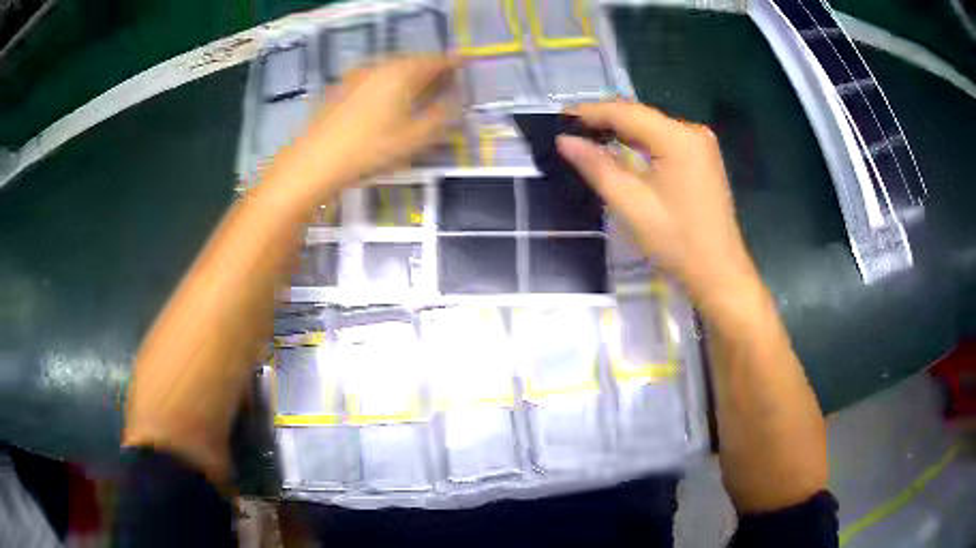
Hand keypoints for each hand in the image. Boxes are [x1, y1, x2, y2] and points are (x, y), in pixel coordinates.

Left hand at [269, 56, 458, 202]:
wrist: (315, 160)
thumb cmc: (370, 149)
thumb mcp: (414, 138)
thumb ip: (440, 117)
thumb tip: (454, 102)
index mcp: (403, 73)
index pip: (437, 61)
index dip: (454, 63)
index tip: (466, 65)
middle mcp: (381, 66)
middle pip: (413, 61)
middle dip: (431, 68)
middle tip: (444, 80)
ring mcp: (357, 74)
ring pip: (391, 68)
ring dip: (409, 75)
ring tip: (418, 89)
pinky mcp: (341, 86)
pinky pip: (374, 77)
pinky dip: (388, 82)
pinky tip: (386, 99)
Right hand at [557, 101, 759, 304]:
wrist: (720, 272)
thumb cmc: (677, 242)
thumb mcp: (632, 204)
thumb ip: (597, 167)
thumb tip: (565, 141)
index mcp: (678, 138)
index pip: (626, 112)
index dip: (590, 112)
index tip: (560, 117)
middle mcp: (692, 132)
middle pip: (640, 117)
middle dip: (605, 120)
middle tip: (569, 129)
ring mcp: (701, 145)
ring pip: (652, 128)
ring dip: (621, 131)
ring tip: (587, 137)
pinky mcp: (703, 159)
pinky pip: (665, 141)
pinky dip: (640, 143)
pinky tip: (621, 149)